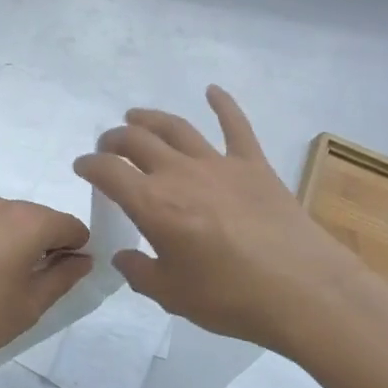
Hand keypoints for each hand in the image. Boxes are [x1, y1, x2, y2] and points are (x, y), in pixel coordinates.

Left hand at [0, 198, 92, 372]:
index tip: (64, 278)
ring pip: (6, 221)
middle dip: (45, 245)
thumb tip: (82, 258)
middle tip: (32, 285)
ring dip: (13, 243)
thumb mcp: (29, 306)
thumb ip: (62, 277)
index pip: (70, 226)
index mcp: (28, 222)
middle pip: (38, 218)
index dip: (76, 250)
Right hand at [73, 87, 375, 355]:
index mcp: (153, 205)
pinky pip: (236, 126)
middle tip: (107, 146)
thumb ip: (140, 273)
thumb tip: (123, 258)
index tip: (82, 167)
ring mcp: (218, 164)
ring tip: (136, 116)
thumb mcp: (172, 296)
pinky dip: (223, 104)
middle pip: (136, 141)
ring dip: (150, 118)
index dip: (89, 165)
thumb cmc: (231, 298)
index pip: (108, 172)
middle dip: (114, 139)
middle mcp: (179, 174)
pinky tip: (212, 90)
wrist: (305, 292)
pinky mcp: (254, 165)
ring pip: (175, 128)